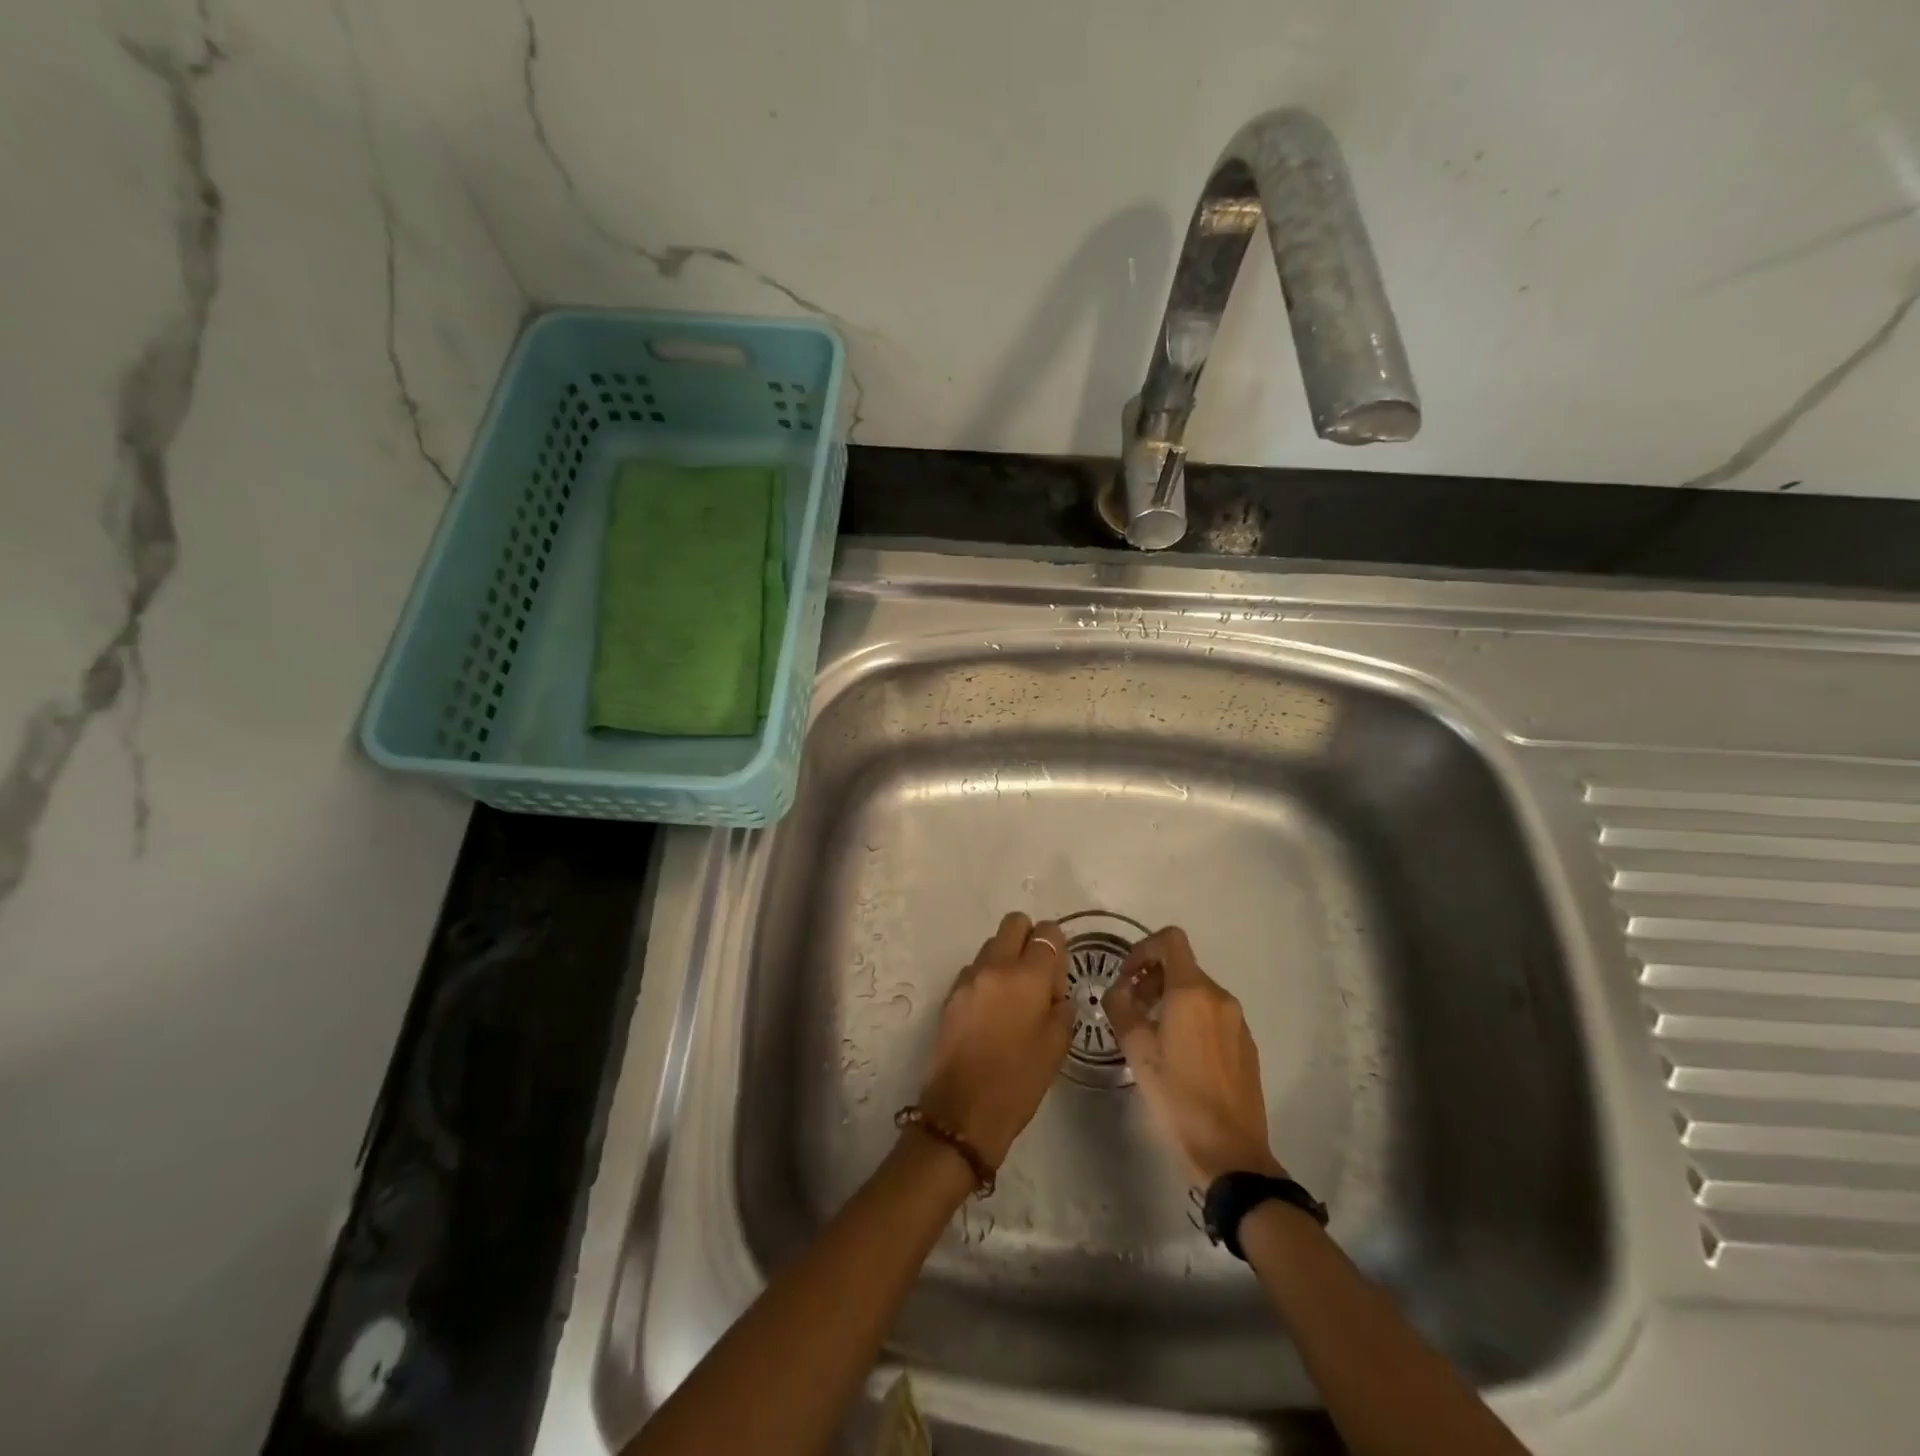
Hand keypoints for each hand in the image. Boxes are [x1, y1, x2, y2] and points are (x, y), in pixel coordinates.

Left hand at [916, 912, 1073, 1167]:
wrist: (963, 1111)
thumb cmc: (1019, 1081)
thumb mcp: (1058, 1045)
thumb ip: (1060, 1004)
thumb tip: (1054, 987)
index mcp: (1027, 976)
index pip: (1047, 933)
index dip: (1057, 945)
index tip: (1058, 972)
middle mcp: (995, 966)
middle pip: (1014, 923)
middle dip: (1029, 938)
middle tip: (1036, 974)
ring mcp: (968, 978)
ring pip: (992, 945)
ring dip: (1006, 958)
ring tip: (1013, 997)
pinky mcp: (951, 994)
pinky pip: (975, 969)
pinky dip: (987, 978)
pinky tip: (992, 1012)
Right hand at [1103, 926, 1285, 1185]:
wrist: (1231, 1153)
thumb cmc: (1178, 1097)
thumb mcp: (1137, 1051)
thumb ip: (1121, 1009)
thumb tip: (1118, 990)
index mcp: (1192, 992)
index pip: (1170, 940)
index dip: (1143, 948)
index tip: (1126, 976)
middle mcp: (1220, 997)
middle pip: (1182, 966)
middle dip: (1151, 979)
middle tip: (1131, 1010)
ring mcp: (1237, 1021)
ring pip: (1197, 992)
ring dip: (1169, 999)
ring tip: (1151, 1035)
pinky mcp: (1247, 1044)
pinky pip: (1213, 1015)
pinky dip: (1191, 1018)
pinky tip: (1179, 1055)